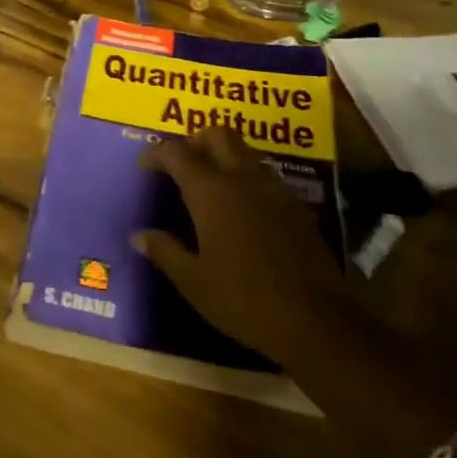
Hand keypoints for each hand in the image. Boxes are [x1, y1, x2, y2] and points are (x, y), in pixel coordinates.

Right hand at [132, 126, 341, 362]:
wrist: (317, 322)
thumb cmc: (243, 299)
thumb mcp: (193, 281)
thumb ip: (164, 251)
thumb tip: (138, 236)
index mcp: (211, 192)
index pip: (178, 152)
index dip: (157, 153)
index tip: (145, 165)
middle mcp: (243, 179)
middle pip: (218, 135)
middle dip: (195, 141)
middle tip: (180, 165)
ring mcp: (275, 191)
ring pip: (245, 151)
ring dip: (224, 156)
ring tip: (209, 185)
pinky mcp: (297, 208)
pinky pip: (265, 175)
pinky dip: (246, 178)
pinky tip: (241, 210)